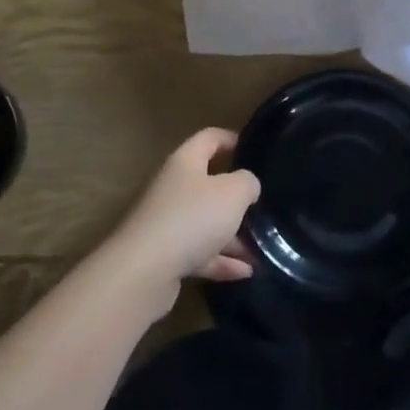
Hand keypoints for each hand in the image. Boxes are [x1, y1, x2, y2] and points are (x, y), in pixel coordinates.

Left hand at [103, 129, 261, 288]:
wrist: (145, 270)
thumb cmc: (193, 217)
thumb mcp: (233, 193)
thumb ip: (247, 183)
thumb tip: (247, 185)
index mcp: (185, 162)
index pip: (208, 138)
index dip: (231, 139)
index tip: (253, 149)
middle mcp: (173, 188)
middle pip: (208, 185)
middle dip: (237, 198)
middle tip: (264, 205)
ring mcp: (168, 223)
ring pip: (206, 224)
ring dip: (234, 236)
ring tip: (262, 247)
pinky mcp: (166, 255)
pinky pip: (200, 253)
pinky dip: (222, 261)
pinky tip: (246, 271)